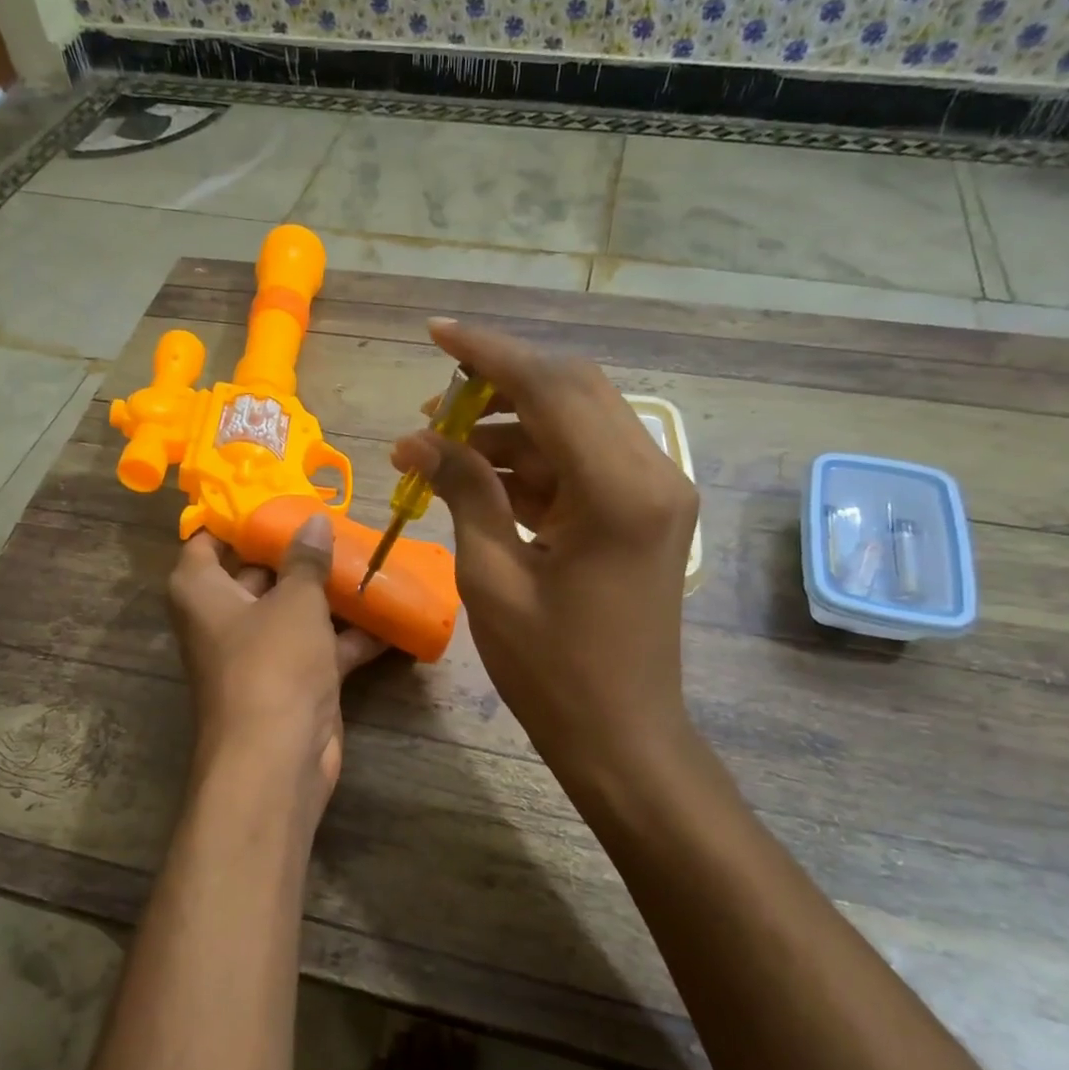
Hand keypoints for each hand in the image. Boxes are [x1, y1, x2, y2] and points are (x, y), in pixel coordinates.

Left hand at [167, 513, 386, 819]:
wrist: (277, 759)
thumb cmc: (272, 663)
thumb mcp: (294, 601)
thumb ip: (306, 559)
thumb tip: (313, 520)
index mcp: (202, 591)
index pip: (208, 540)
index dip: (238, 516)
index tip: (276, 493)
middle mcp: (225, 619)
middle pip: (258, 572)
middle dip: (297, 551)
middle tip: (337, 521)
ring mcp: (260, 653)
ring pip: (295, 611)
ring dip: (330, 593)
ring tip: (370, 558)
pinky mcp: (292, 682)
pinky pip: (321, 647)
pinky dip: (351, 636)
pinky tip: (392, 615)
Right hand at [391, 320, 698, 807]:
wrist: (621, 737)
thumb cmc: (552, 671)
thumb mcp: (492, 578)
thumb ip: (463, 492)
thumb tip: (416, 439)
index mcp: (621, 490)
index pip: (553, 388)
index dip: (489, 354)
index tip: (437, 332)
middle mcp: (651, 474)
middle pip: (571, 393)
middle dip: (497, 387)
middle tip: (432, 405)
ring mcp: (652, 493)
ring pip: (574, 426)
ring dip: (508, 430)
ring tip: (437, 450)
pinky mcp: (641, 513)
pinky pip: (580, 464)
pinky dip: (529, 464)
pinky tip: (476, 480)